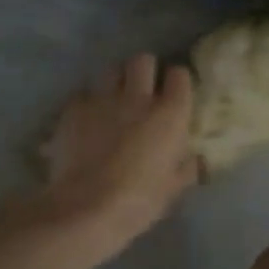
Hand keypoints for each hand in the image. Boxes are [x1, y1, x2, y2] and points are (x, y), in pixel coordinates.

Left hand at [41, 54, 200, 260]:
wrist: (86, 207)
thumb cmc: (138, 202)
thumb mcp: (172, 189)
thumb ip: (186, 167)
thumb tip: (195, 159)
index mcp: (170, 115)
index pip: (179, 75)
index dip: (176, 82)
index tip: (173, 93)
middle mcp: (138, 98)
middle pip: (143, 61)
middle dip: (144, 71)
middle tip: (142, 90)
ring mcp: (103, 99)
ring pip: (112, 70)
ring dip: (115, 82)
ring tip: (112, 101)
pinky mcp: (74, 108)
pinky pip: (84, 94)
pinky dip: (87, 104)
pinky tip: (86, 122)